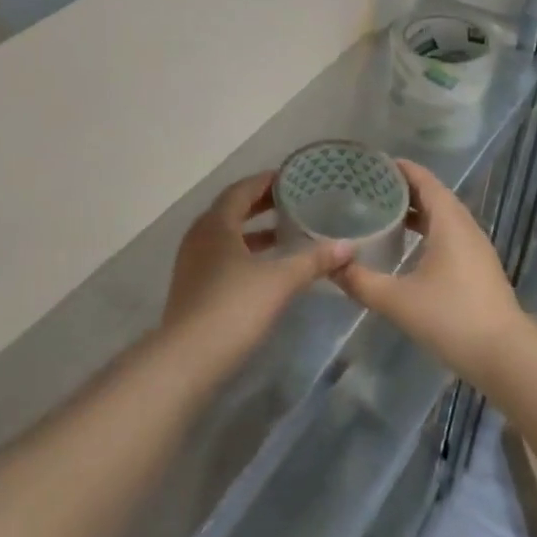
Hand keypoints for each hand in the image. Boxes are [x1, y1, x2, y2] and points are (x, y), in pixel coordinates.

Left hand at [162, 173, 352, 367]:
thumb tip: (349, 246)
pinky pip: (223, 255)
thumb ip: (313, 260)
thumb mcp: (279, 281)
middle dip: (263, 204)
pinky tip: (268, 267)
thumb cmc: (233, 307)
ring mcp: (193, 262)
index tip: (293, 178)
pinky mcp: (194, 286)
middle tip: (295, 201)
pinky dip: (247, 252)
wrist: (188, 358)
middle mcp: (200, 235)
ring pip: (228, 235)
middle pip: (233, 210)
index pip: (242, 189)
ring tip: (287, 232)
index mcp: (216, 223)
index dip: (267, 181)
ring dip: (255, 230)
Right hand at [332, 161, 524, 385]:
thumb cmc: (452, 318)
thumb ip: (361, 282)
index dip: (401, 169)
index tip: (373, 164)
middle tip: (370, 187)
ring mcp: (476, 249)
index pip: (425, 181)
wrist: (506, 357)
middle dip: (404, 188)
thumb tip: (331, 266)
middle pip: (434, 196)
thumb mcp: (397, 301)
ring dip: (417, 211)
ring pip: (444, 217)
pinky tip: (409, 247)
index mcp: (449, 223)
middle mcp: (465, 228)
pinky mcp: (479, 268)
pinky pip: (450, 235)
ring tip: (384, 212)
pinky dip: (428, 230)